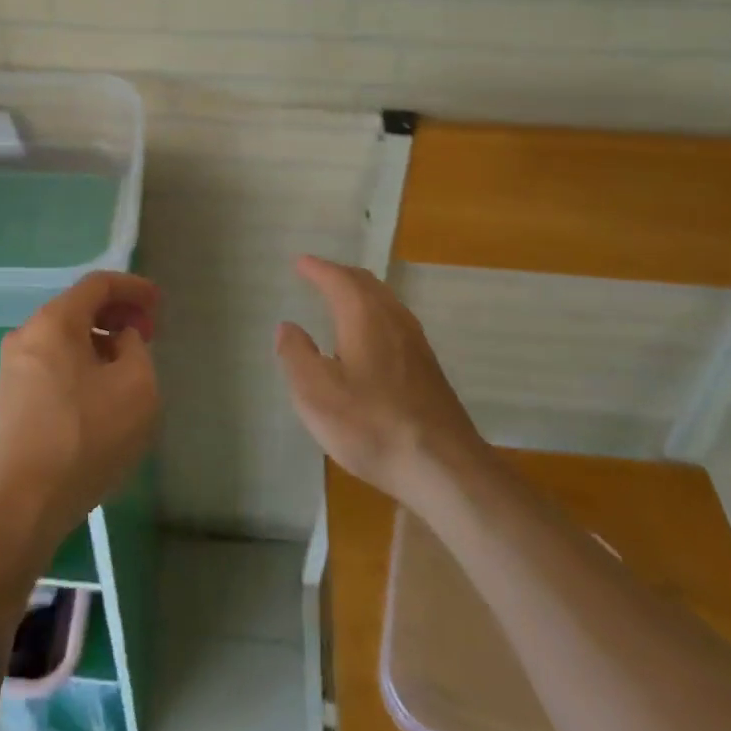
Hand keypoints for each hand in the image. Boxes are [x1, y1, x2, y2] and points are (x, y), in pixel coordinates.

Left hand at [0, 271, 160, 548]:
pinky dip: (79, 363)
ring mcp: (11, 368)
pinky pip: (51, 363)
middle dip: (116, 314)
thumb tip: (120, 340)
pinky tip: (98, 393)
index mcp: (54, 322)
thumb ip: (136, 348)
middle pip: (77, 308)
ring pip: (63, 338)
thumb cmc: (85, 438)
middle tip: (147, 334)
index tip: (159, 304)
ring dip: (98, 341)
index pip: (98, 284)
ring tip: (127, 365)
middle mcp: (26, 334)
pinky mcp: (8, 399)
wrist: (21, 506)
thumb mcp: (136, 387)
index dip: (133, 288)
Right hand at [277, 256, 481, 508]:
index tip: (300, 263)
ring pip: (384, 301)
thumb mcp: (316, 394)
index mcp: (363, 315)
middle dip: (339, 275)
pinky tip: (369, 337)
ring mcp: (415, 342)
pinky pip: (394, 320)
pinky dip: (373, 312)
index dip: (317, 269)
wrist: (444, 467)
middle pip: (365, 283)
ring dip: (359, 293)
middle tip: (318, 274)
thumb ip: (296, 355)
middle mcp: (393, 318)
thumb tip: (287, 327)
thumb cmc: (371, 424)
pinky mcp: (428, 366)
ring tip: (340, 299)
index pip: (337, 279)